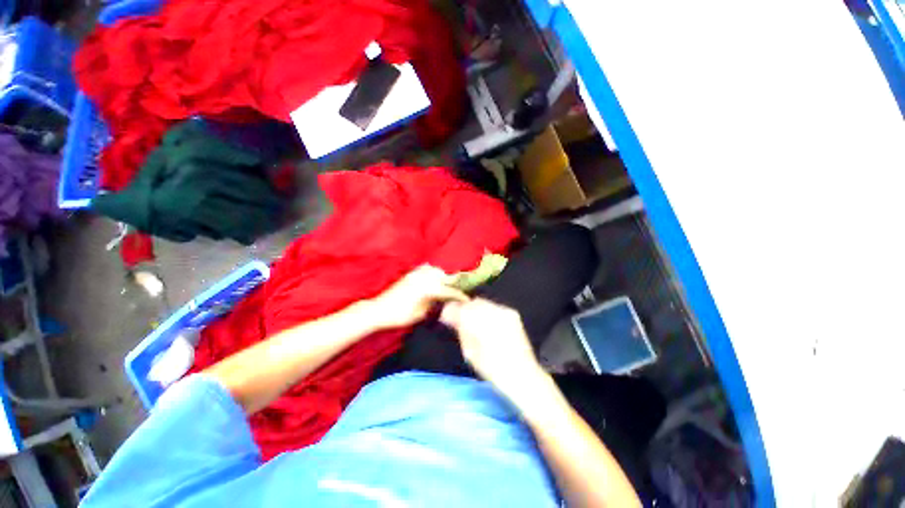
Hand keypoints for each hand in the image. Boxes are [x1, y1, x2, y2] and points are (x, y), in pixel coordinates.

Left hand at [368, 265, 467, 329]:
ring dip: (445, 274)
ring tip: (450, 281)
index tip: (468, 300)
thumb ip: (434, 303)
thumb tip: (443, 299)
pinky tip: (435, 276)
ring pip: (437, 269)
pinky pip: (427, 268)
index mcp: (429, 288)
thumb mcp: (421, 313)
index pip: (449, 291)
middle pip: (446, 275)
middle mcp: (425, 277)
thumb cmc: (401, 315)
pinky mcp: (411, 273)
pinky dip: (434, 271)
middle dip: (455, 281)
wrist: (379, 309)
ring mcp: (417, 273)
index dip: (460, 296)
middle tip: (462, 287)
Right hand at [440, 299, 546, 402]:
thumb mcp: (470, 353)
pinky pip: (493, 306)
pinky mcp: (512, 313)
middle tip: (457, 320)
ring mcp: (505, 311)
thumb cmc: (493, 370)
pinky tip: (485, 323)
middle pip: (472, 303)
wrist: (522, 375)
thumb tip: (449, 316)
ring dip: (474, 309)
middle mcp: (495, 313)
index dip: (450, 310)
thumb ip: (460, 330)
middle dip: (463, 309)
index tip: (445, 316)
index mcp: (482, 324)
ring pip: (482, 302)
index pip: (461, 309)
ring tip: (472, 322)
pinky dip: (485, 311)